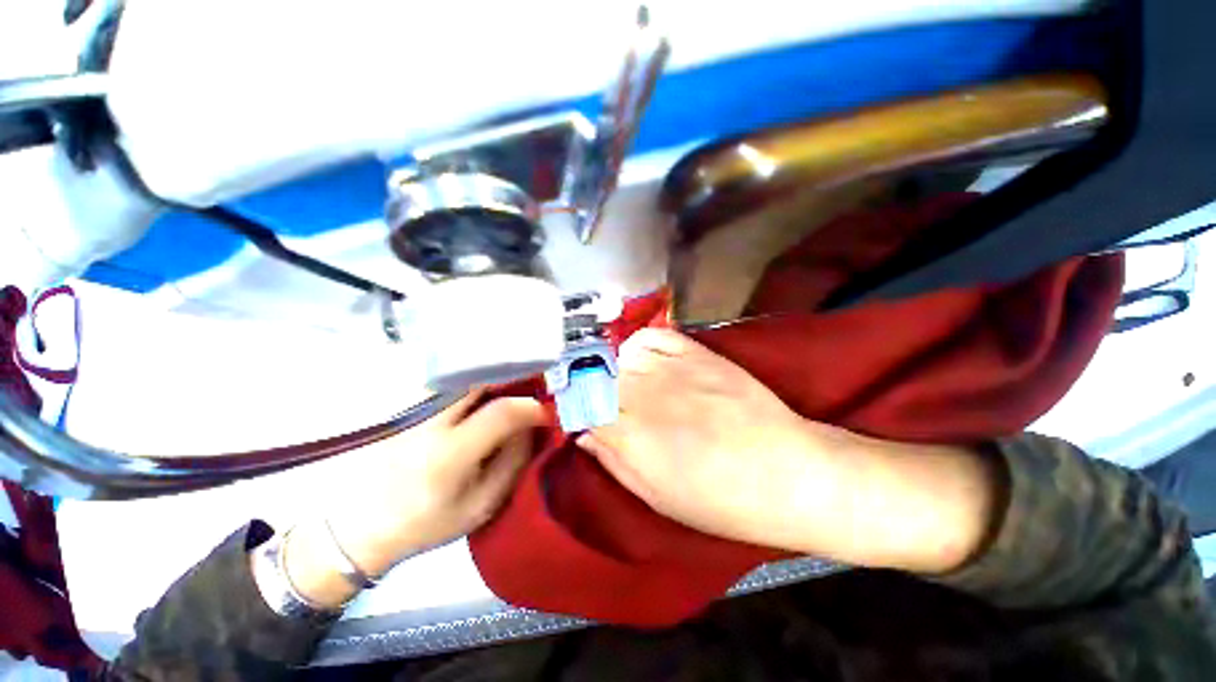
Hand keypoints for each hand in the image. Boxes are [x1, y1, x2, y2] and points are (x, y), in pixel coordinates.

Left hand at [285, 391, 544, 607]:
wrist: (360, 525)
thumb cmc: (426, 523)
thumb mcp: (481, 505)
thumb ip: (513, 463)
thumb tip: (532, 426)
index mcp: (451, 453)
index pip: (502, 412)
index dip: (532, 408)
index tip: (547, 412)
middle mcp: (432, 421)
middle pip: (482, 380)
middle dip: (515, 379)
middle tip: (534, 388)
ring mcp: (416, 409)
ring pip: (466, 377)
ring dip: (496, 378)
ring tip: (513, 390)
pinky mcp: (408, 406)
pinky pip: (451, 383)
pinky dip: (475, 383)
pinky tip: (484, 395)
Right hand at [579, 329, 1000, 573]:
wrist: (787, 471)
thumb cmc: (720, 500)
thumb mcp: (656, 496)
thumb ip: (613, 460)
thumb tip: (584, 433)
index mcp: (630, 434)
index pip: (578, 404)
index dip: (571, 406)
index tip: (575, 413)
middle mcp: (642, 392)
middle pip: (594, 376)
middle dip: (589, 389)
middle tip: (602, 403)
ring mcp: (670, 367)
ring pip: (618, 355)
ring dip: (614, 370)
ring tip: (628, 386)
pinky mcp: (696, 352)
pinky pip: (650, 337)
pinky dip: (639, 348)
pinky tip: (647, 364)